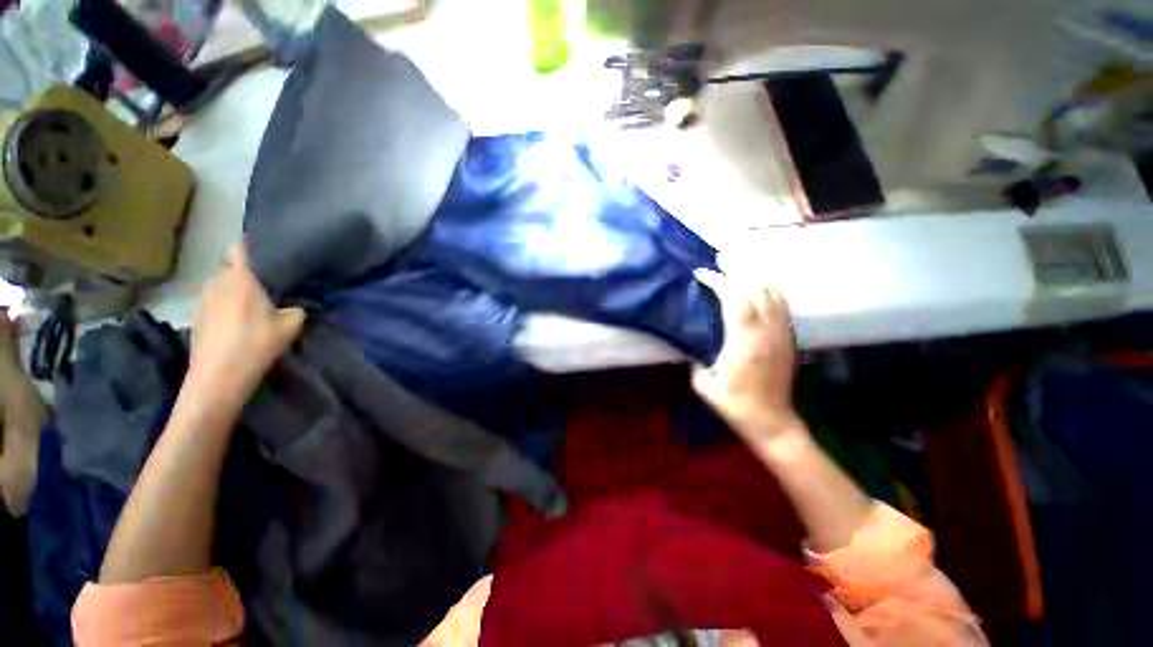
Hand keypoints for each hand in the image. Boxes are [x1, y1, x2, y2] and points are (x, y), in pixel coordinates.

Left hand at [186, 244, 304, 408]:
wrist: (218, 376)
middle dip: (248, 271)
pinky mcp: (198, 317)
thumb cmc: (256, 344)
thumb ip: (297, 308)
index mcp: (241, 278)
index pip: (240, 248)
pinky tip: (240, 320)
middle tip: (269, 282)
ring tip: (255, 302)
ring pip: (222, 284)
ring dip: (236, 288)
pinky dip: (227, 304)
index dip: (252, 244)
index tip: (267, 247)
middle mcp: (218, 282)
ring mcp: (203, 300)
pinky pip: (215, 300)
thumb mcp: (291, 325)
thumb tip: (294, 304)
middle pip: (231, 267)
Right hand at [692, 269, 802, 442]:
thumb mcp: (704, 386)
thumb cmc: (735, 405)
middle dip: (739, 269)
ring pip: (774, 293)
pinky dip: (769, 289)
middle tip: (721, 258)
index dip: (719, 281)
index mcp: (745, 342)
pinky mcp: (788, 339)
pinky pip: (782, 305)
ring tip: (739, 267)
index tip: (701, 272)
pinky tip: (757, 287)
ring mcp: (782, 334)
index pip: (735, 300)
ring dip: (756, 275)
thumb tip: (692, 346)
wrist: (772, 422)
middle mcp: (767, 332)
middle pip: (758, 289)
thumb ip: (695, 361)